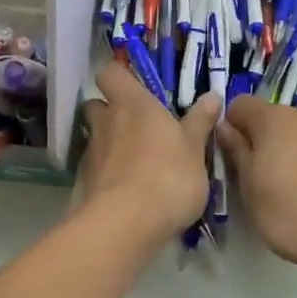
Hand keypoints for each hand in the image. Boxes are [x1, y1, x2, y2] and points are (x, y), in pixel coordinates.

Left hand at [77, 61, 219, 240]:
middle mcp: (106, 122)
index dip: (119, 76)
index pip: (111, 73)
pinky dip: (108, 172)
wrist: (125, 224)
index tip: (136, 87)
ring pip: (96, 137)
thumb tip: (212, 96)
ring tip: (136, 163)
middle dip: (111, 112)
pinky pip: (96, 167)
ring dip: (111, 144)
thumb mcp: (194, 150)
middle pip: (96, 104)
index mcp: (134, 104)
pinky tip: (127, 189)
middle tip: (137, 127)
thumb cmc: (168, 177)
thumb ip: (200, 122)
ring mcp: (92, 153)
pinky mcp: (84, 182)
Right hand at [218, 96, 296, 277]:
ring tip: (291, 193)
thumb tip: (225, 127)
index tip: (230, 156)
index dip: (230, 126)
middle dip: (261, 142)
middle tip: (258, 180)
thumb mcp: (250, 189)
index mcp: (275, 120)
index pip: (240, 105)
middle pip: (272, 120)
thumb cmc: (292, 214)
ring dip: (289, 154)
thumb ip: (236, 152)